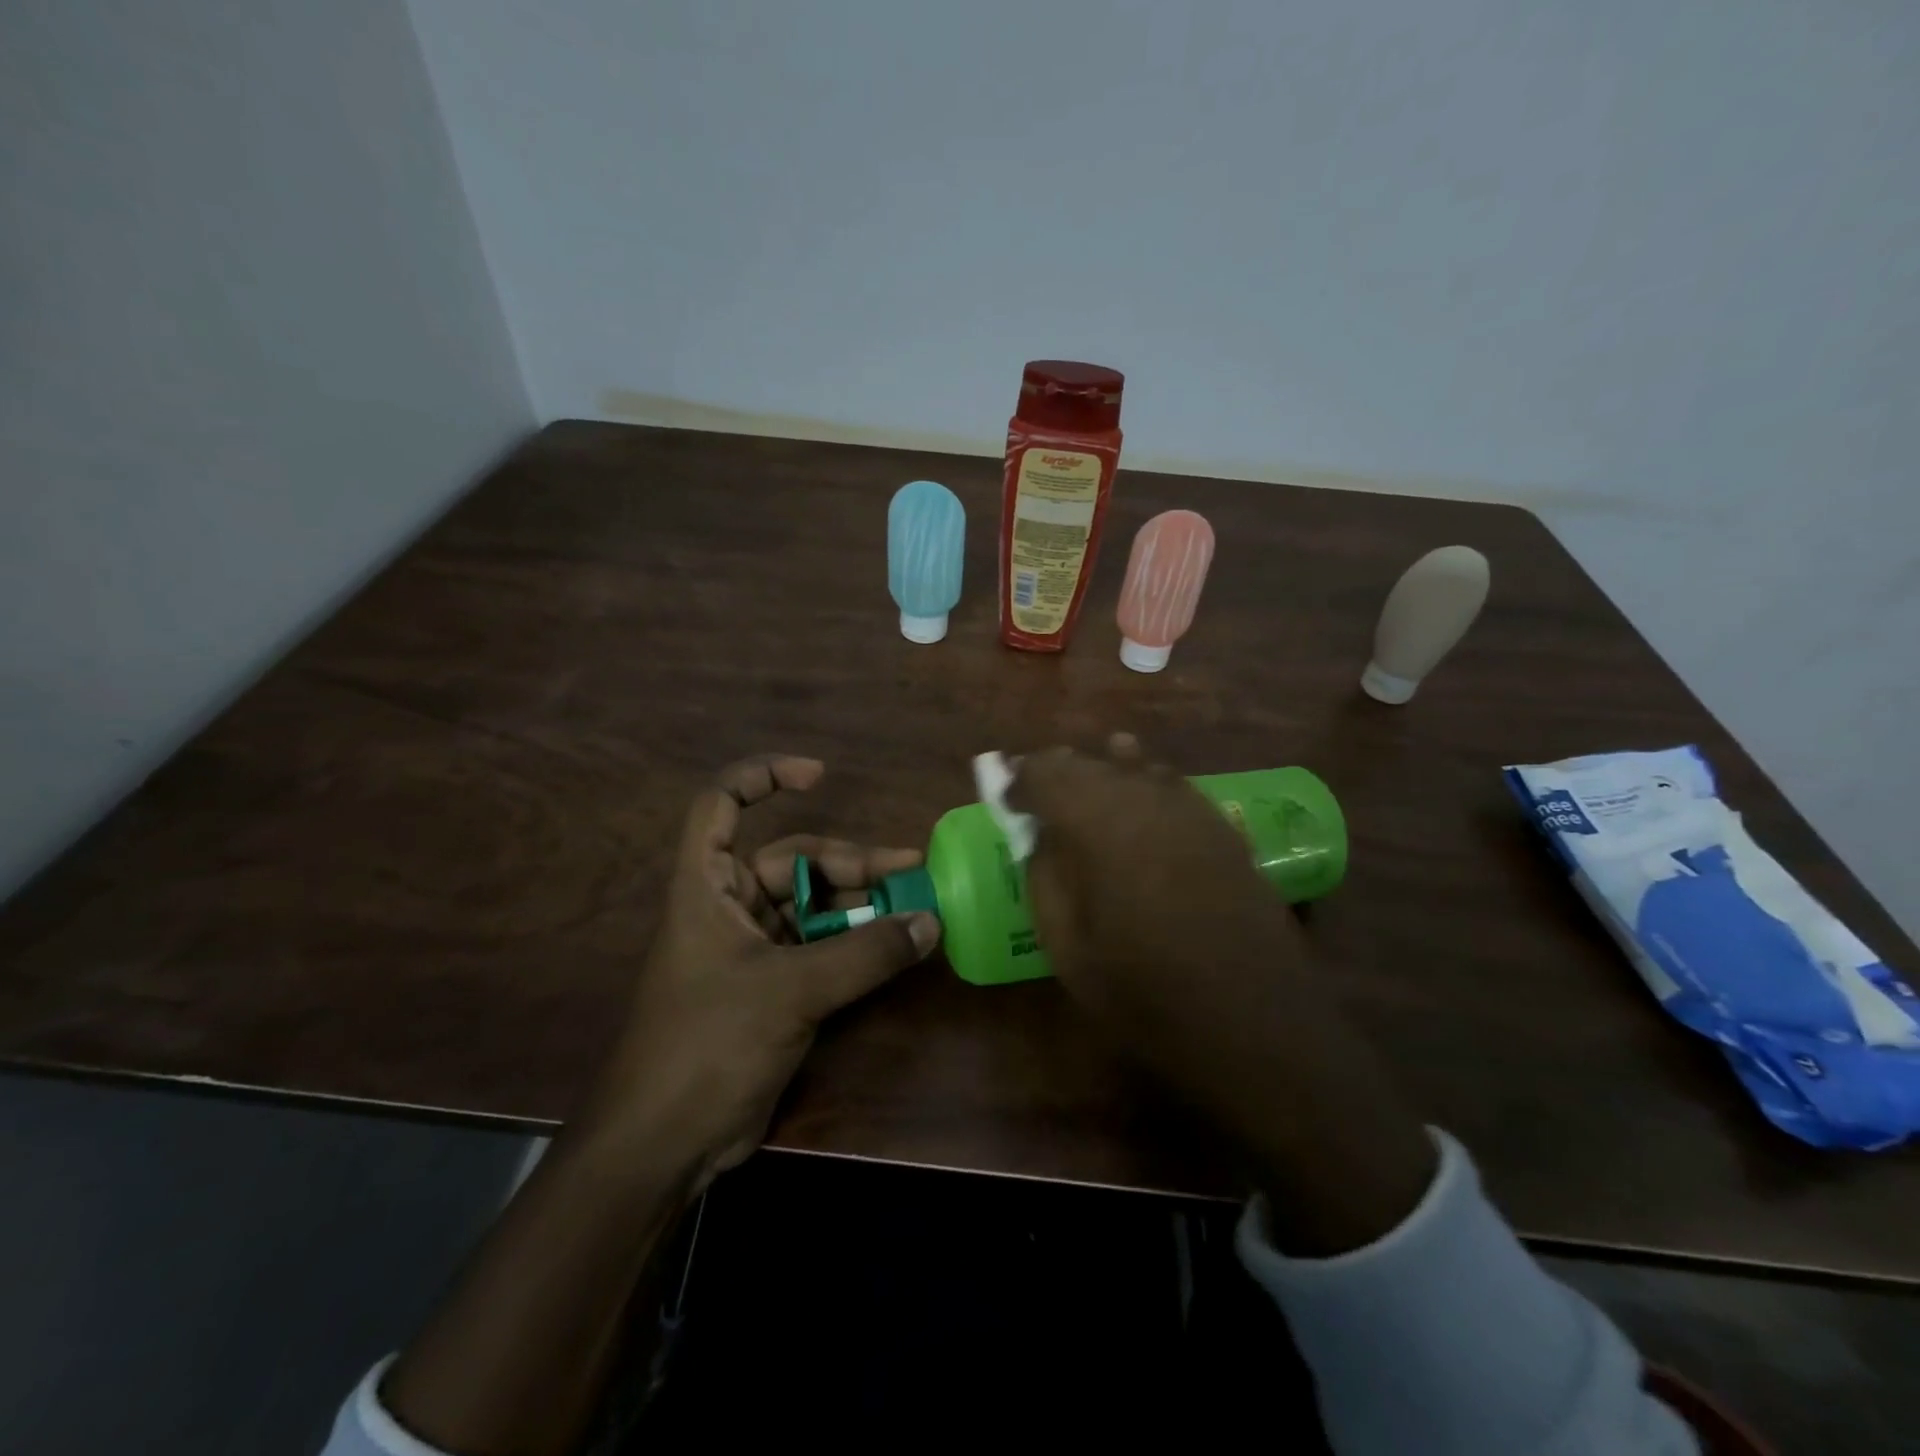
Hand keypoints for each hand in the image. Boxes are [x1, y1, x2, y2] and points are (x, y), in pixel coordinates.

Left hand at [578, 754, 940, 1189]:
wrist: (665, 1144)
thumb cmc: (708, 1044)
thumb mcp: (791, 991)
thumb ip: (865, 954)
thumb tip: (931, 921)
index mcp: (707, 885)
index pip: (722, 803)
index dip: (765, 776)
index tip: (820, 775)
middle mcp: (728, 906)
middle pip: (793, 859)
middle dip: (851, 862)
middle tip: (910, 871)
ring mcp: (751, 947)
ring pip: (813, 905)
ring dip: (861, 904)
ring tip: (913, 907)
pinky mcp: (772, 985)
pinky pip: (820, 945)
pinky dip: (855, 942)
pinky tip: (894, 947)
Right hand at [1010, 736, 1435, 1253]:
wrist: (1256, 1025)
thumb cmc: (1147, 995)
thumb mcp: (1069, 948)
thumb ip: (1045, 878)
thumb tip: (1038, 837)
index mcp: (1100, 824)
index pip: (1045, 774)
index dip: (1018, 780)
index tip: (1003, 799)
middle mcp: (1145, 798)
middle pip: (1088, 762)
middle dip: (1054, 772)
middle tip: (1032, 792)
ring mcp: (1191, 809)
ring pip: (1133, 765)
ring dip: (1098, 771)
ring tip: (1080, 784)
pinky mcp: (1222, 827)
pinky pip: (1170, 784)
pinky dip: (1143, 781)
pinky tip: (1138, 792)